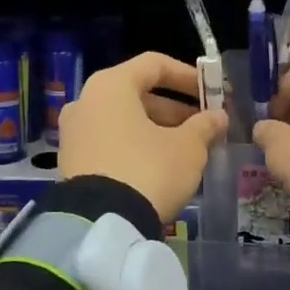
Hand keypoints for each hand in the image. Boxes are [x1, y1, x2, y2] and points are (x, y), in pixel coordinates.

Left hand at [58, 52, 227, 221]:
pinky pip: (110, 142)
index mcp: (111, 85)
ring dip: (156, 129)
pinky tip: (160, 167)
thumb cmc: (148, 170)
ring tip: (187, 149)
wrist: (101, 224)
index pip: (154, 64)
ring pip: (123, 120)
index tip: (212, 92)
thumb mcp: (187, 148)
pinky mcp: (71, 162)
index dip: (188, 76)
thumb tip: (218, 117)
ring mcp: (74, 133)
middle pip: (137, 94)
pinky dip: (135, 146)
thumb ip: (204, 126)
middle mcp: (86, 101)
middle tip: (204, 126)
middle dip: (175, 109)